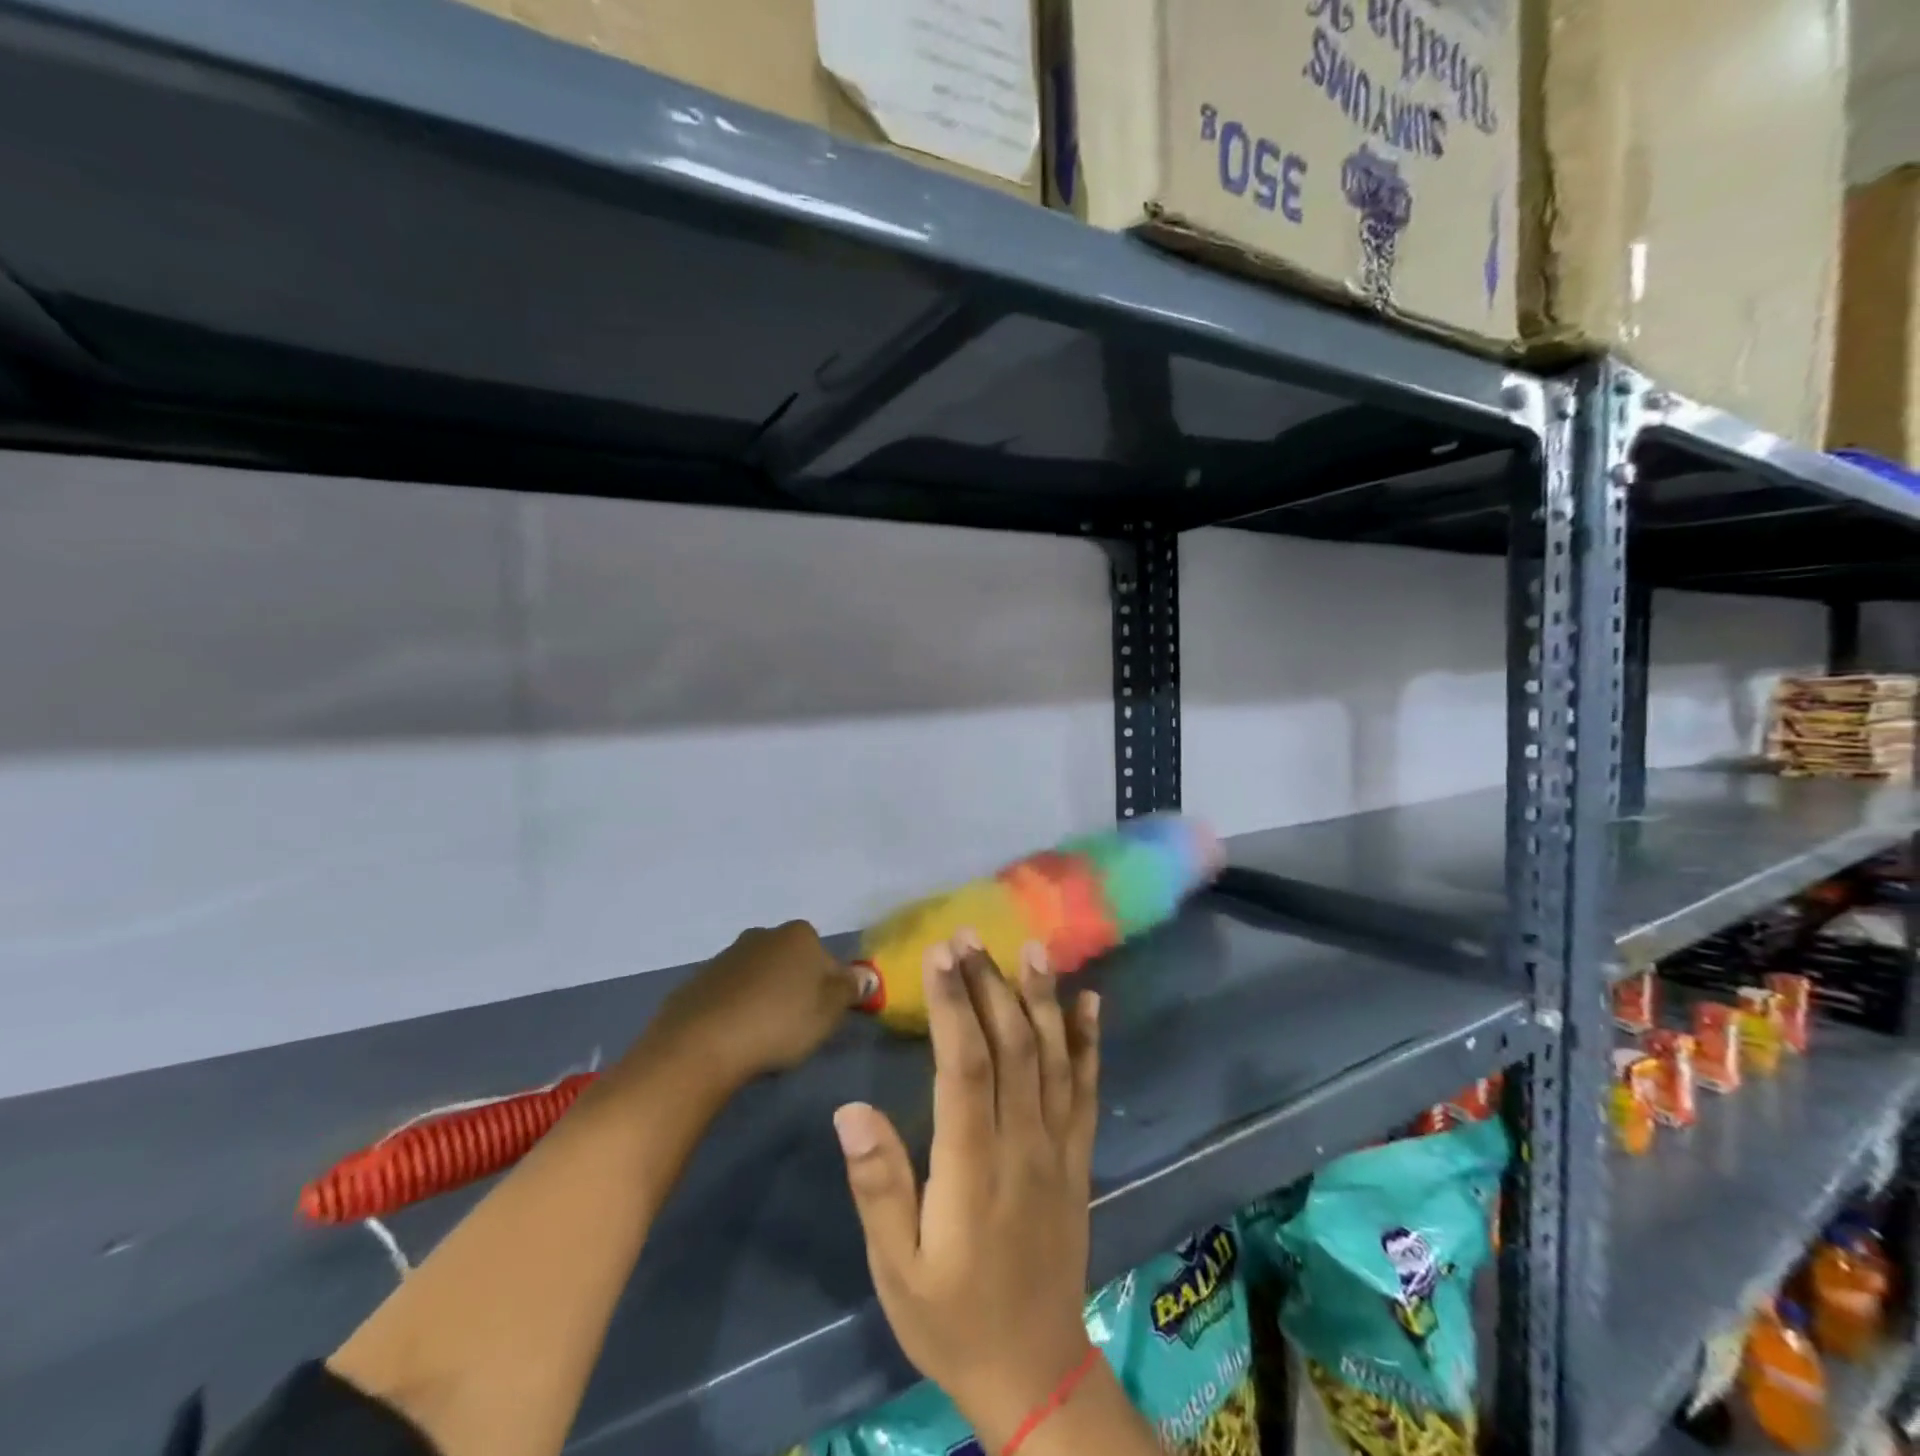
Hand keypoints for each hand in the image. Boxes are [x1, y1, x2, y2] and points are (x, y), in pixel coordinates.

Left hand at [633, 921, 860, 1091]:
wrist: (700, 1043)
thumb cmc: (778, 1022)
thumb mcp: (829, 1011)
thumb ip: (850, 989)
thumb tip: (865, 976)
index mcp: (799, 935)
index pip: (827, 959)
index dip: (830, 989)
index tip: (822, 1018)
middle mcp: (763, 935)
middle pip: (792, 962)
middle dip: (795, 988)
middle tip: (794, 1027)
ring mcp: (727, 955)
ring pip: (760, 976)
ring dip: (765, 997)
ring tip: (762, 1036)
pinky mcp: (699, 980)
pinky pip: (730, 993)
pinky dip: (736, 1009)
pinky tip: (734, 1037)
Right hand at [832, 933, 1100, 1450]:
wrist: (1035, 1372)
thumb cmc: (952, 1317)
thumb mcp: (897, 1269)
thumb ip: (878, 1186)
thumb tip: (849, 1108)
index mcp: (973, 1165)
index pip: (965, 1065)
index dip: (953, 1004)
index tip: (940, 953)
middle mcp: (1023, 1142)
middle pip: (1012, 1046)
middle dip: (990, 983)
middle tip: (970, 934)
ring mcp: (1059, 1146)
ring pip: (1054, 1057)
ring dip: (1041, 998)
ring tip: (1031, 948)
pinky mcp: (1079, 1157)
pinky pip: (1088, 1089)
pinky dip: (1089, 1041)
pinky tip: (1089, 1001)